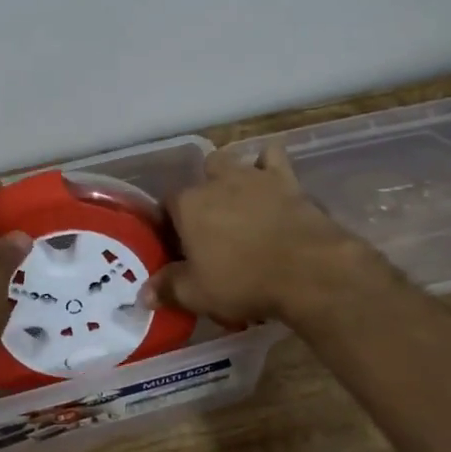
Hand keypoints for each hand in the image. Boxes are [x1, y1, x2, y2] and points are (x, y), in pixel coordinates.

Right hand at [142, 144, 390, 326]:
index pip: (167, 205)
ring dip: (231, 176)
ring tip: (239, 203)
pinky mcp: (286, 179)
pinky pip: (273, 157)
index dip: (170, 225)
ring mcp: (252, 176)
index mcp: (188, 204)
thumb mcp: (197, 294)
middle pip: (200, 177)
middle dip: (203, 195)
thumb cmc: (244, 280)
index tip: (178, 247)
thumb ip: (167, 288)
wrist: (307, 268)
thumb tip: (143, 293)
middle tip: (211, 226)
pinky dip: (269, 165)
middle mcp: (216, 181)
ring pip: (232, 162)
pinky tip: (270, 181)